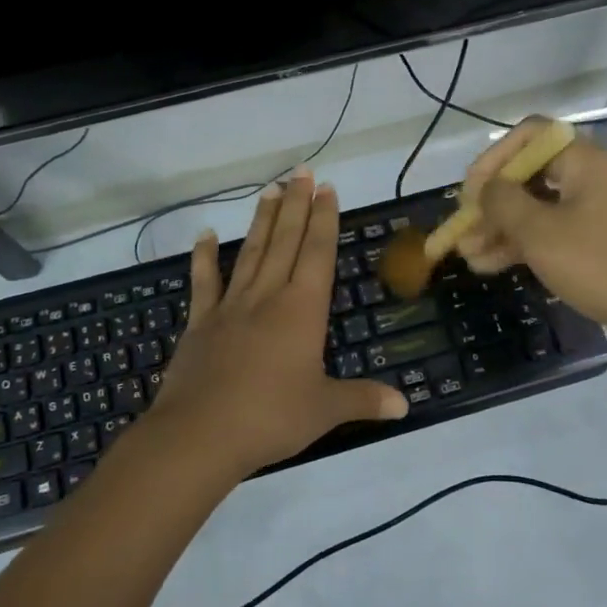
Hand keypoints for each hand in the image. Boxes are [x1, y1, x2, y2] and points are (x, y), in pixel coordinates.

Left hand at [150, 169, 408, 479]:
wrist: (200, 434)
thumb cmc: (271, 417)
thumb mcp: (325, 409)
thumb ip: (364, 399)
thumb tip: (406, 405)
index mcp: (302, 310)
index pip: (317, 253)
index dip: (324, 220)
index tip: (326, 188)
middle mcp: (268, 297)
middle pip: (285, 241)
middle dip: (296, 205)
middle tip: (302, 171)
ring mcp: (231, 306)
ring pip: (250, 252)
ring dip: (262, 220)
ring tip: (270, 189)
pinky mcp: (200, 323)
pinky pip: (204, 282)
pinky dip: (203, 257)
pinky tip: (205, 234)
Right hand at [455, 119, 606, 348]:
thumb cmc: (598, 264)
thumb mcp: (539, 232)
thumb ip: (503, 202)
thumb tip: (487, 189)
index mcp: (586, 161)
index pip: (531, 135)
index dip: (494, 158)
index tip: (471, 191)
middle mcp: (594, 177)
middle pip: (532, 174)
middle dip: (492, 203)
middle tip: (464, 227)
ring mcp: (600, 210)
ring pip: (540, 207)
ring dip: (502, 228)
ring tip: (468, 255)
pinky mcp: (601, 240)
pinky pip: (555, 230)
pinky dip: (525, 243)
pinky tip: (490, 265)